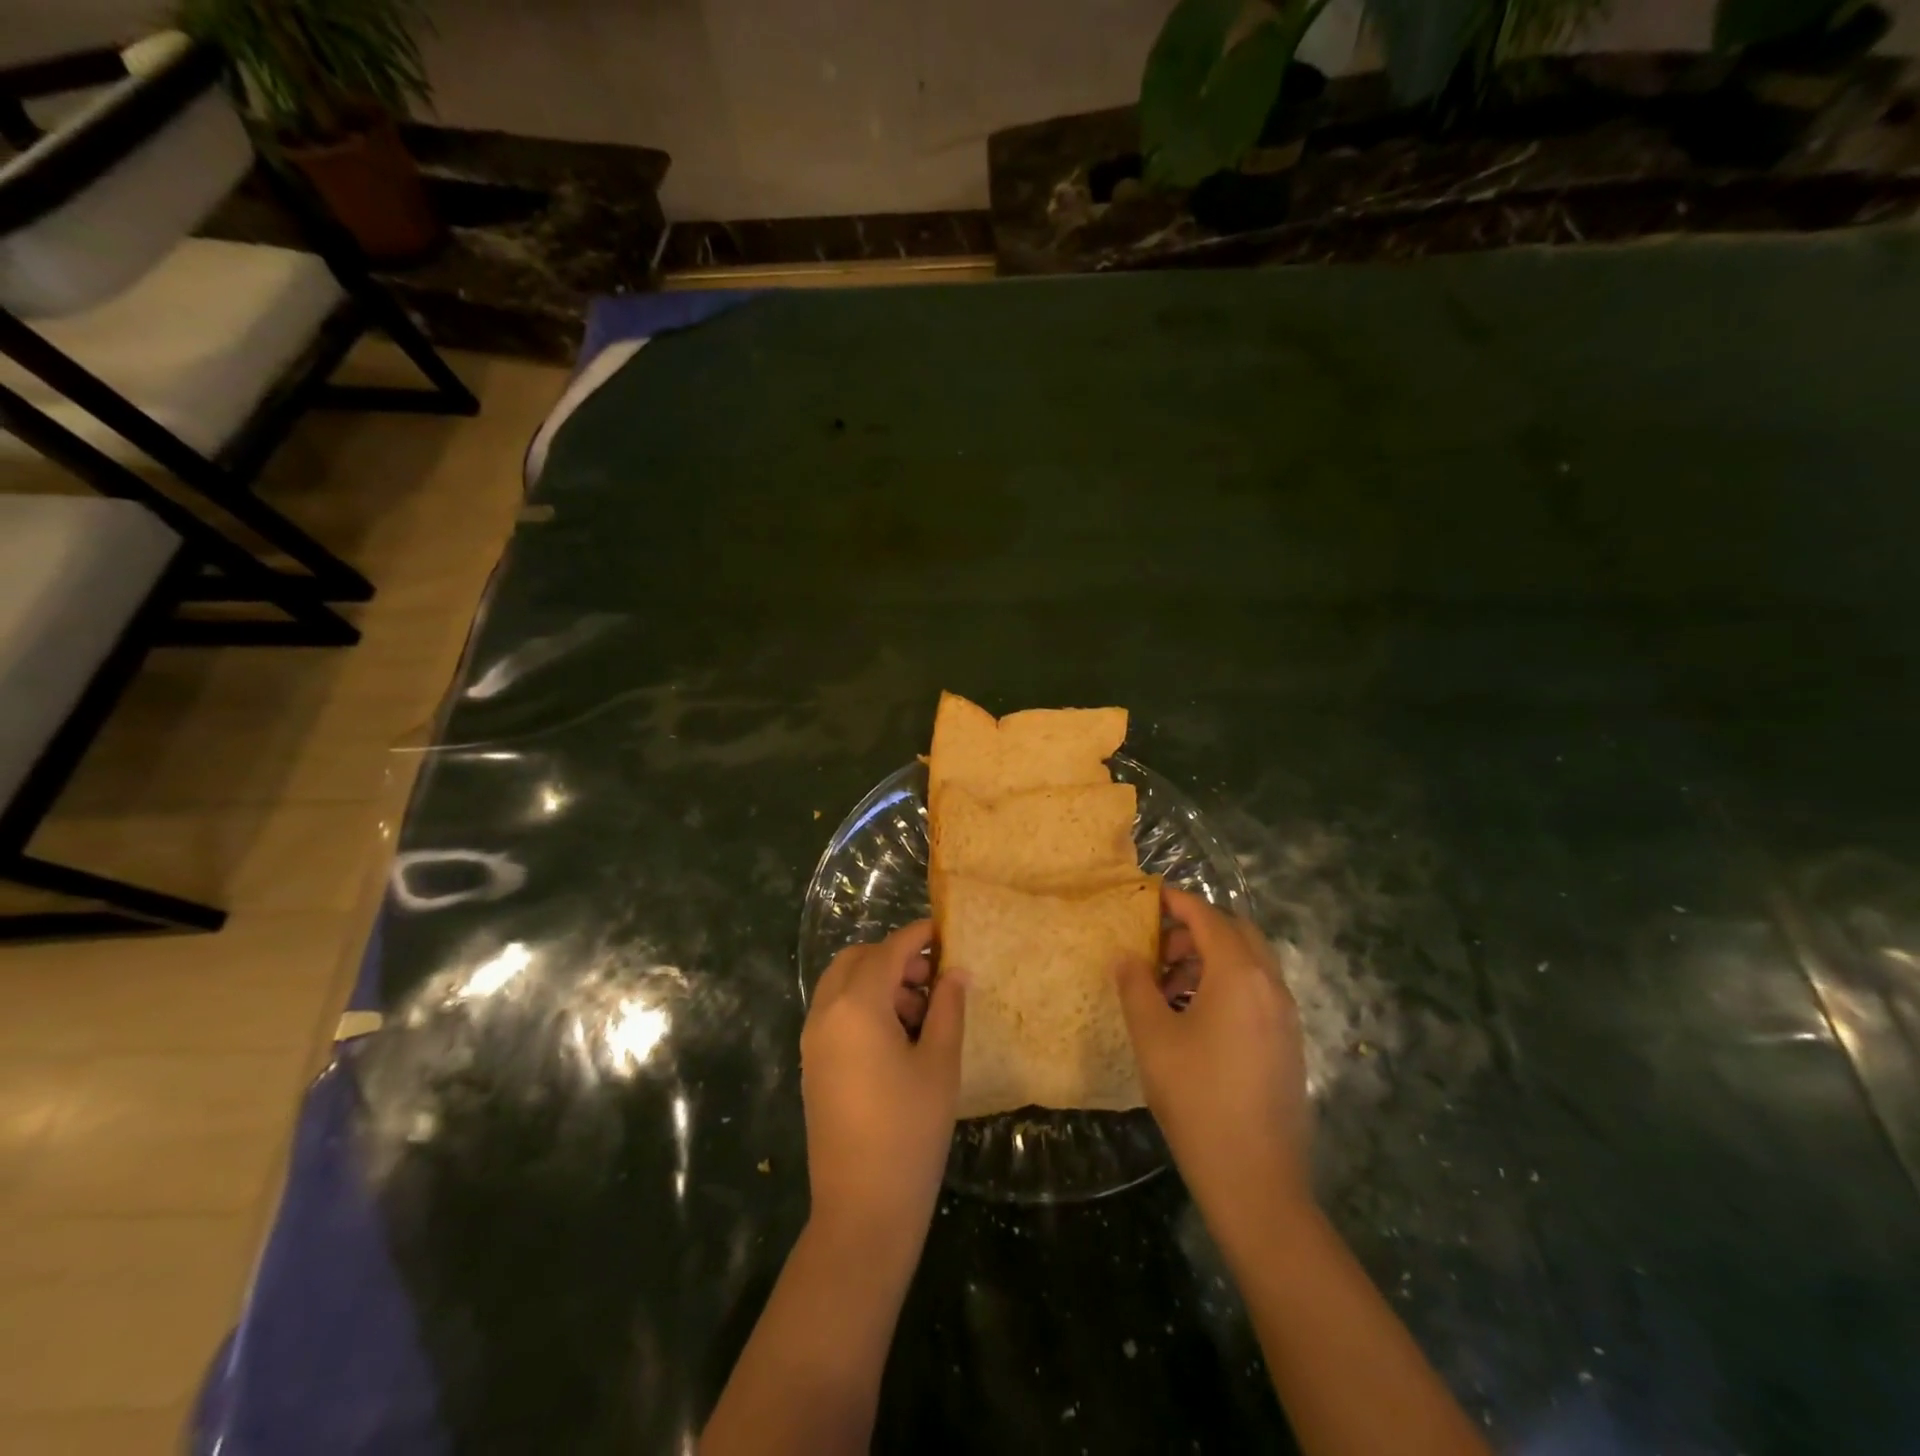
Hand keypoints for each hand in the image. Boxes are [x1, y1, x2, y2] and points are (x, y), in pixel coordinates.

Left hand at [801, 922, 965, 1254]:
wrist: (862, 1210)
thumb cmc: (910, 1131)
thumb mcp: (939, 1063)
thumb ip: (948, 1008)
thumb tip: (955, 971)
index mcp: (856, 1006)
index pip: (889, 951)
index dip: (918, 936)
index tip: (945, 931)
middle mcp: (826, 1014)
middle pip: (857, 960)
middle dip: (894, 958)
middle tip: (932, 978)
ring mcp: (813, 1041)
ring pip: (843, 986)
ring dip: (878, 982)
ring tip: (921, 1013)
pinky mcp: (813, 1065)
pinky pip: (835, 1014)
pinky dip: (863, 1006)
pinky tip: (897, 1038)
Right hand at [1115, 886, 1311, 1233]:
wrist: (1257, 1181)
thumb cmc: (1197, 1100)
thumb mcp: (1153, 1038)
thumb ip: (1135, 987)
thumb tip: (1127, 956)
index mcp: (1239, 975)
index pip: (1208, 917)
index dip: (1177, 902)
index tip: (1149, 897)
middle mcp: (1271, 985)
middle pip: (1236, 933)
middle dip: (1197, 930)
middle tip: (1158, 948)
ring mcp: (1286, 1016)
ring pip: (1250, 963)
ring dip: (1212, 959)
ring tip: (1169, 986)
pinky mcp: (1290, 1044)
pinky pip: (1259, 992)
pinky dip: (1229, 985)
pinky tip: (1196, 1019)